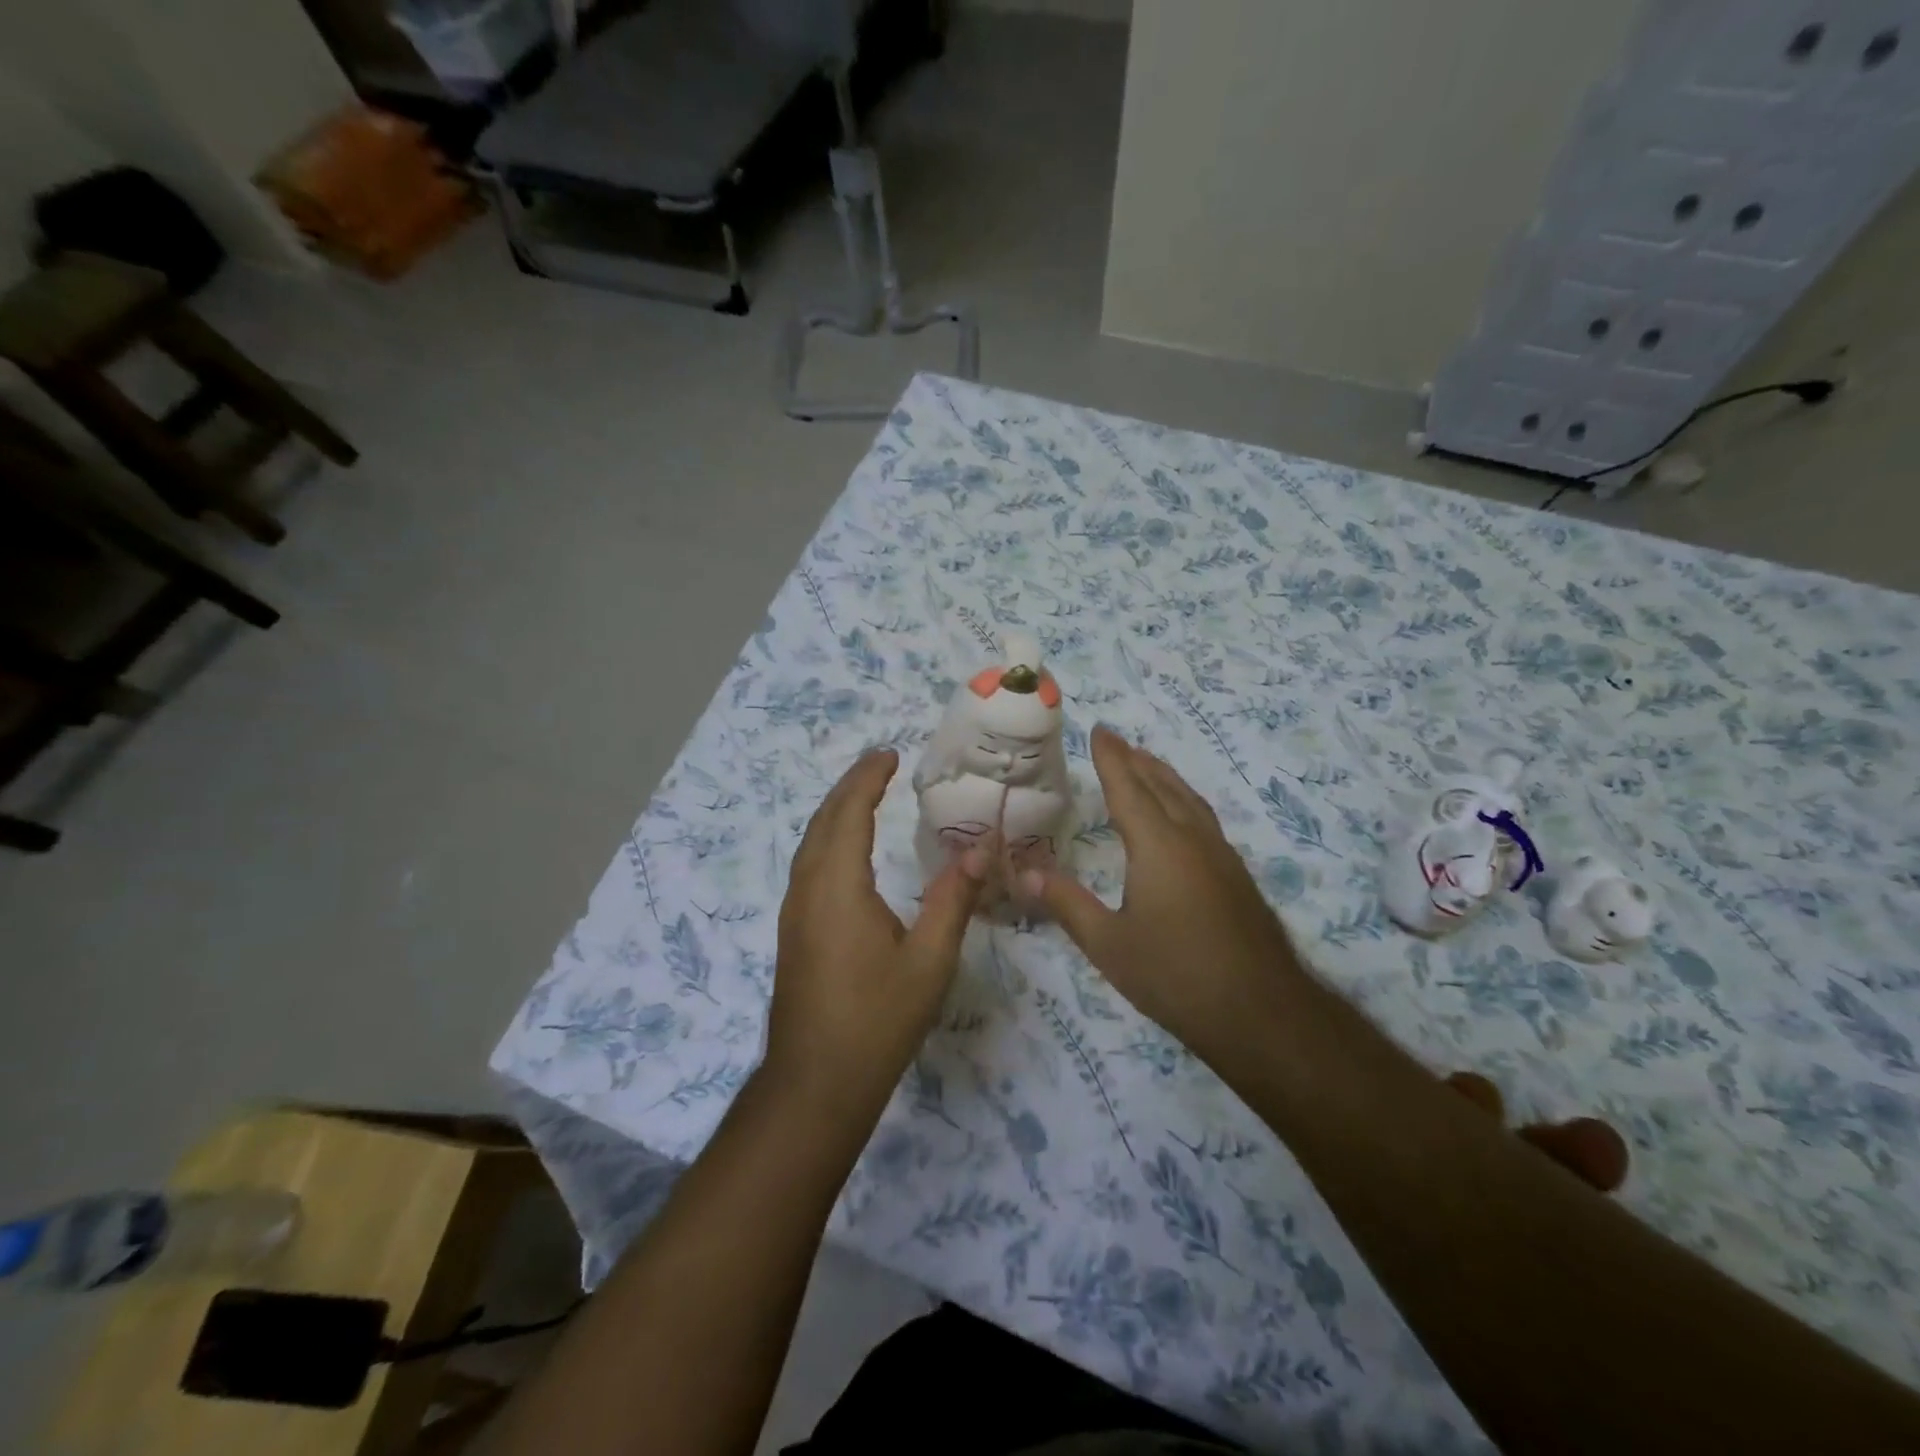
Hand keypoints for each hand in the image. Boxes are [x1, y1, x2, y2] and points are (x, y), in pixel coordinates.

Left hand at [764, 749, 985, 1122]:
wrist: (815, 1084)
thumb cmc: (876, 1020)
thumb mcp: (929, 960)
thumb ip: (953, 899)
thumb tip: (979, 849)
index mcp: (838, 887)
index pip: (849, 814)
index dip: (867, 779)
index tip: (890, 755)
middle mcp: (808, 890)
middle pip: (823, 822)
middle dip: (850, 787)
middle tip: (880, 765)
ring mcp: (794, 912)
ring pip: (810, 844)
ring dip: (836, 813)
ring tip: (866, 796)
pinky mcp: (794, 932)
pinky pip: (808, 866)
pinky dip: (829, 840)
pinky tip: (848, 853)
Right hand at [1022, 727, 1302, 1066]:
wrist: (1261, 1012)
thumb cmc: (1175, 975)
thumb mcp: (1108, 944)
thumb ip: (1066, 903)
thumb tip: (1024, 872)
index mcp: (1158, 845)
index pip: (1129, 788)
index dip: (1112, 758)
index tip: (1099, 730)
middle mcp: (1192, 838)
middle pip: (1162, 785)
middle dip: (1137, 760)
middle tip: (1117, 741)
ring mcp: (1221, 856)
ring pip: (1189, 800)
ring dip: (1165, 777)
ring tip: (1148, 765)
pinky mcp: (1237, 877)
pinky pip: (1204, 819)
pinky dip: (1184, 801)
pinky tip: (1182, 819)